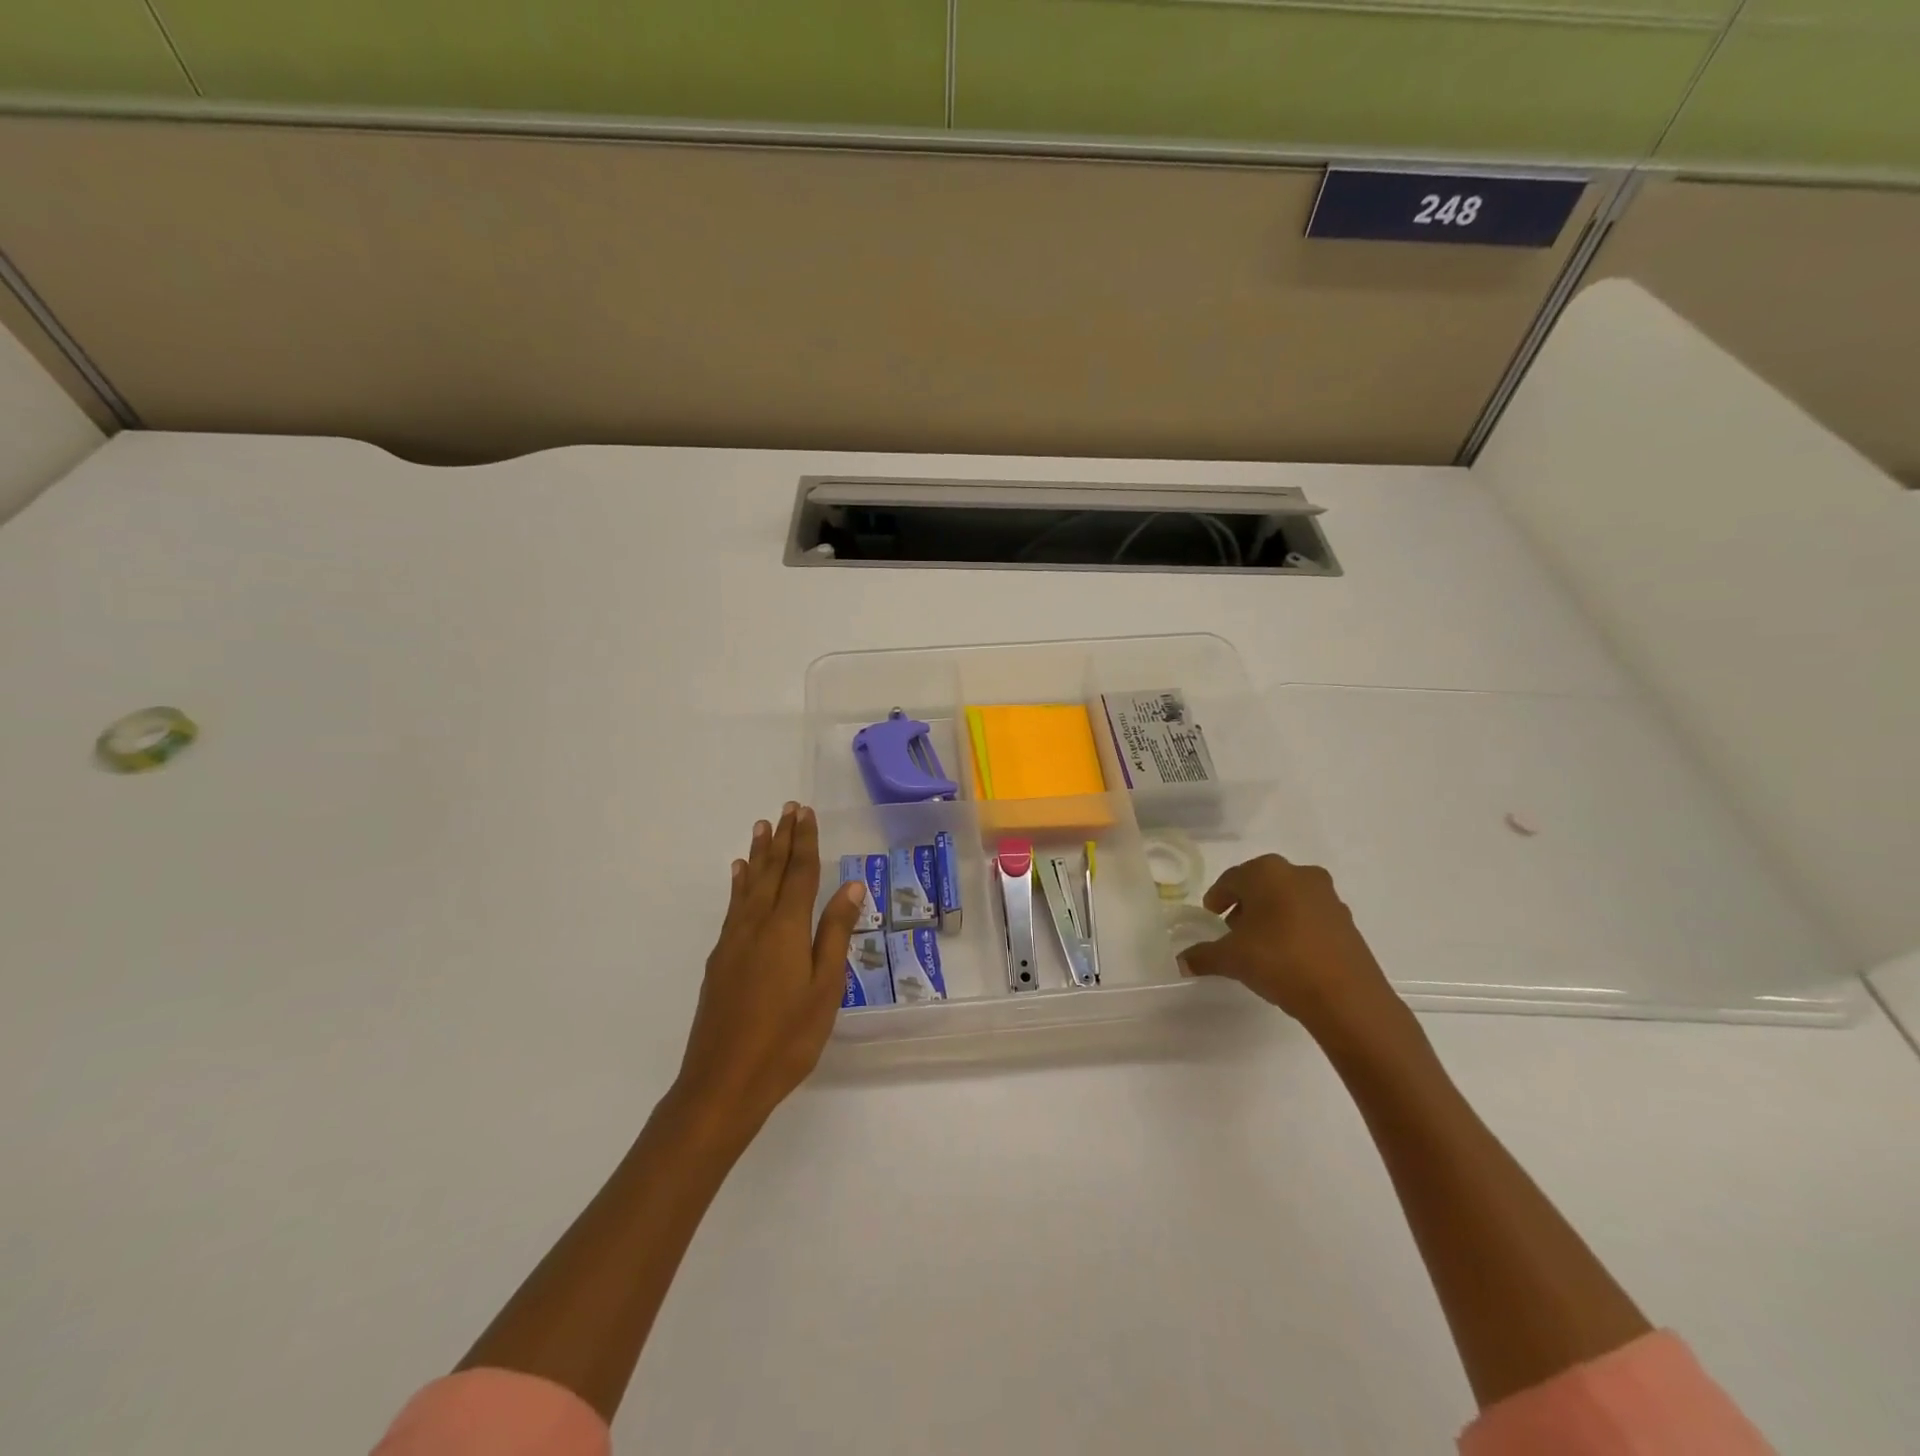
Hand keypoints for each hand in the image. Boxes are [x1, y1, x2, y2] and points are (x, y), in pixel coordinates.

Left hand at [674, 803, 865, 1137]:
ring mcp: (733, 942)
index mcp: (786, 929)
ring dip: (758, 854)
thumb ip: (835, 934)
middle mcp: (756, 925)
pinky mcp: (719, 961)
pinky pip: (733, 907)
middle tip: (787, 809)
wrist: (723, 1083)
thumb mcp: (825, 988)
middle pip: (771, 872)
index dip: (805, 841)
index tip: (806, 813)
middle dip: (782, 839)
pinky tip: (738, 877)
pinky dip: (738, 885)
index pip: (799, 873)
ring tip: (761, 827)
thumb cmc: (786, 1039)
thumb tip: (851, 887)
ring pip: (748, 886)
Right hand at [1179, 854, 1406, 1044]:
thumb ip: (1203, 956)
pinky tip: (1288, 955)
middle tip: (1232, 929)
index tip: (1210, 915)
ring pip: (1288, 899)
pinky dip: (1295, 928)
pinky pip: (1310, 917)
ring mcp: (1327, 897)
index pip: (1231, 879)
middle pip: (1262, 885)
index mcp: (1267, 872)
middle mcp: (1299, 874)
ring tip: (1260, 945)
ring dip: (1271, 915)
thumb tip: (1182, 961)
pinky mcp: (1347, 921)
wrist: (1346, 997)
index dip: (1218, 897)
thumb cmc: (1279, 961)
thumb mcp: (1231, 959)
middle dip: (1245, 904)